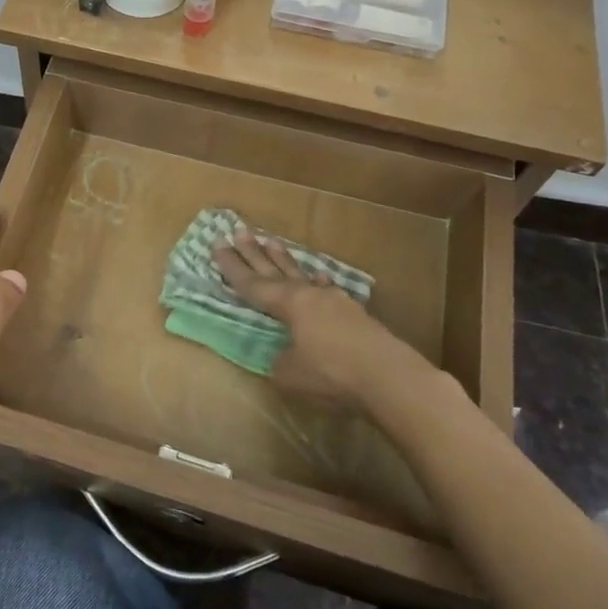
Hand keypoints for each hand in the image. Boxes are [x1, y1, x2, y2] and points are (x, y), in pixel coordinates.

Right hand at [212, 232, 432, 411]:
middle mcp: (308, 294)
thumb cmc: (332, 373)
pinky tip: (318, 276)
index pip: (252, 284)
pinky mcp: (355, 314)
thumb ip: (280, 361)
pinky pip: (327, 289)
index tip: (217, 245)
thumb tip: (283, 356)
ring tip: (272, 242)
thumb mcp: (290, 374)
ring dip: (284, 260)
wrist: (390, 377)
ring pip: (301, 274)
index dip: (232, 267)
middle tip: (239, 231)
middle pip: (274, 270)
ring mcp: (335, 301)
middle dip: (254, 252)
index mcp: (288, 304)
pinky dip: (318, 282)